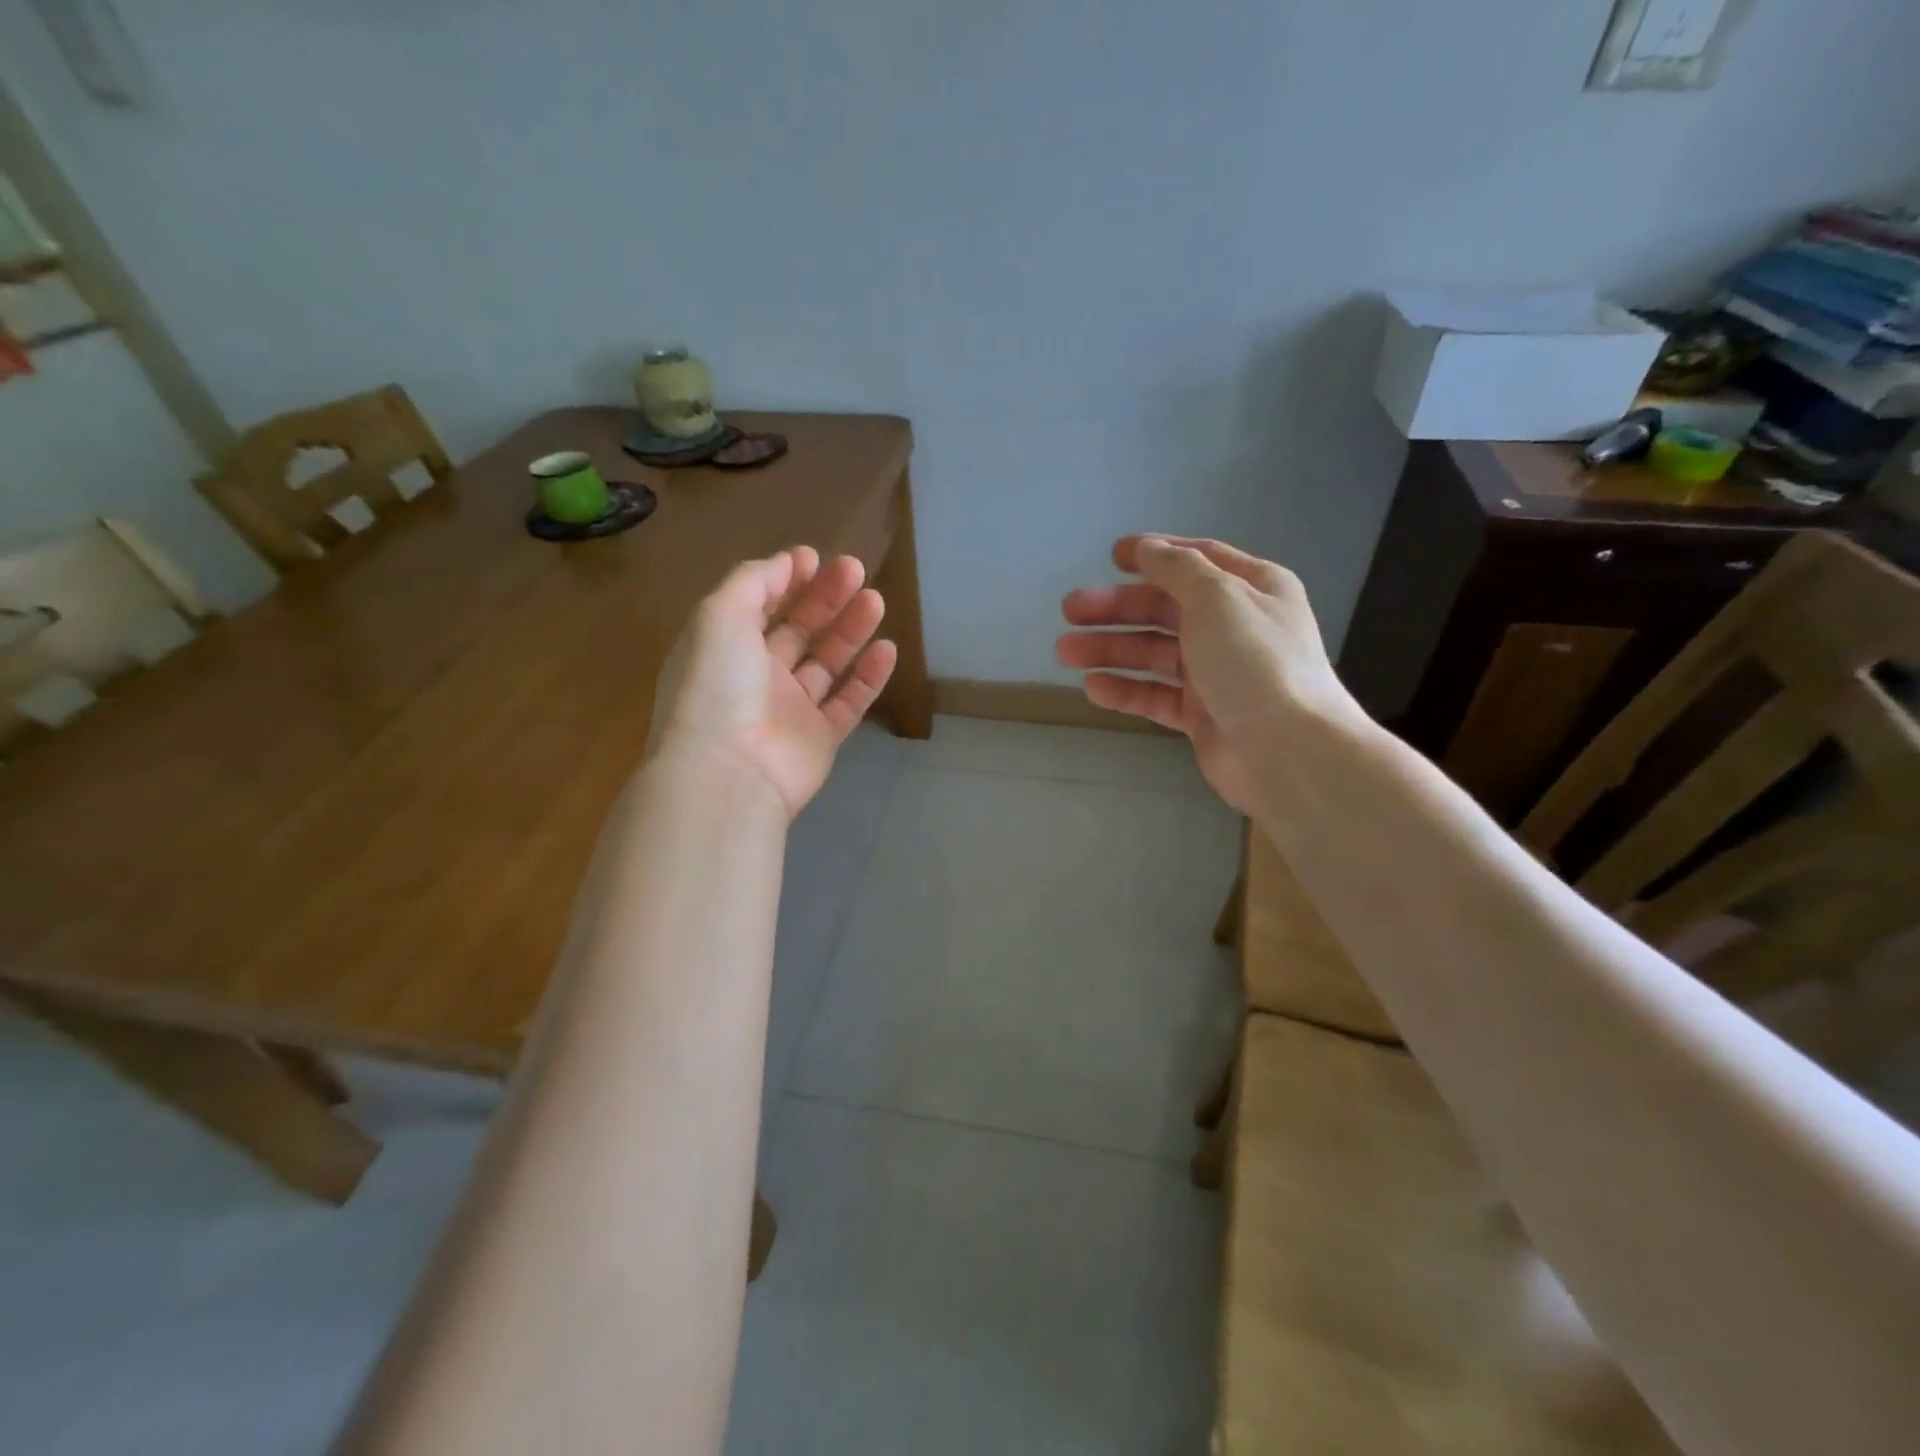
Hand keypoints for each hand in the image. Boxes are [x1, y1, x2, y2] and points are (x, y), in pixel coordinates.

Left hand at [650, 547, 897, 818]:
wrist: (729, 771)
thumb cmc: (718, 684)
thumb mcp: (720, 615)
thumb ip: (753, 581)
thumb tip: (789, 561)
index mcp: (726, 647)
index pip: (760, 606)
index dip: (787, 580)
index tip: (815, 559)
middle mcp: (758, 676)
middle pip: (799, 630)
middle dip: (826, 597)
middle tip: (856, 571)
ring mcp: (791, 709)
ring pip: (828, 663)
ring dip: (851, 630)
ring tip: (876, 600)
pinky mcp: (821, 739)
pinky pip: (850, 703)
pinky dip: (869, 677)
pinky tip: (887, 649)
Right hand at [1056, 535, 1361, 814]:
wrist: (1288, 752)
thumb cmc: (1254, 662)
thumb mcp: (1217, 597)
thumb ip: (1177, 568)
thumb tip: (1147, 547)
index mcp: (1252, 589)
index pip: (1197, 560)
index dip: (1155, 555)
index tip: (1113, 556)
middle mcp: (1235, 627)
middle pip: (1166, 609)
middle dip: (1117, 608)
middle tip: (1070, 610)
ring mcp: (1218, 674)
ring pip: (1155, 654)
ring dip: (1111, 649)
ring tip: (1065, 652)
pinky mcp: (1202, 716)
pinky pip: (1156, 695)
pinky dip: (1126, 690)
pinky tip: (1093, 687)